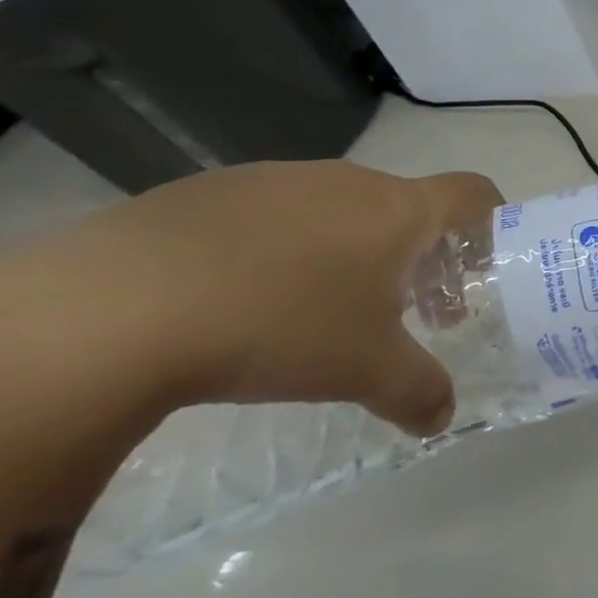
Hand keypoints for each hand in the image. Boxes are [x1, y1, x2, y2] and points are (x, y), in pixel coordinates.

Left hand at [0, 161, 502, 436]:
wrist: (106, 310)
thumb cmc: (278, 325)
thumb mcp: (364, 372)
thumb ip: (419, 391)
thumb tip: (442, 417)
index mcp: (398, 210)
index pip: (474, 194)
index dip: (491, 223)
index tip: (480, 267)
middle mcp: (346, 182)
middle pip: (406, 208)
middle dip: (417, 257)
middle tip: (403, 312)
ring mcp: (272, 180)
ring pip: (337, 211)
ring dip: (349, 253)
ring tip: (316, 312)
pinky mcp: (201, 192)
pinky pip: (268, 217)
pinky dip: (278, 251)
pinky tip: (239, 301)